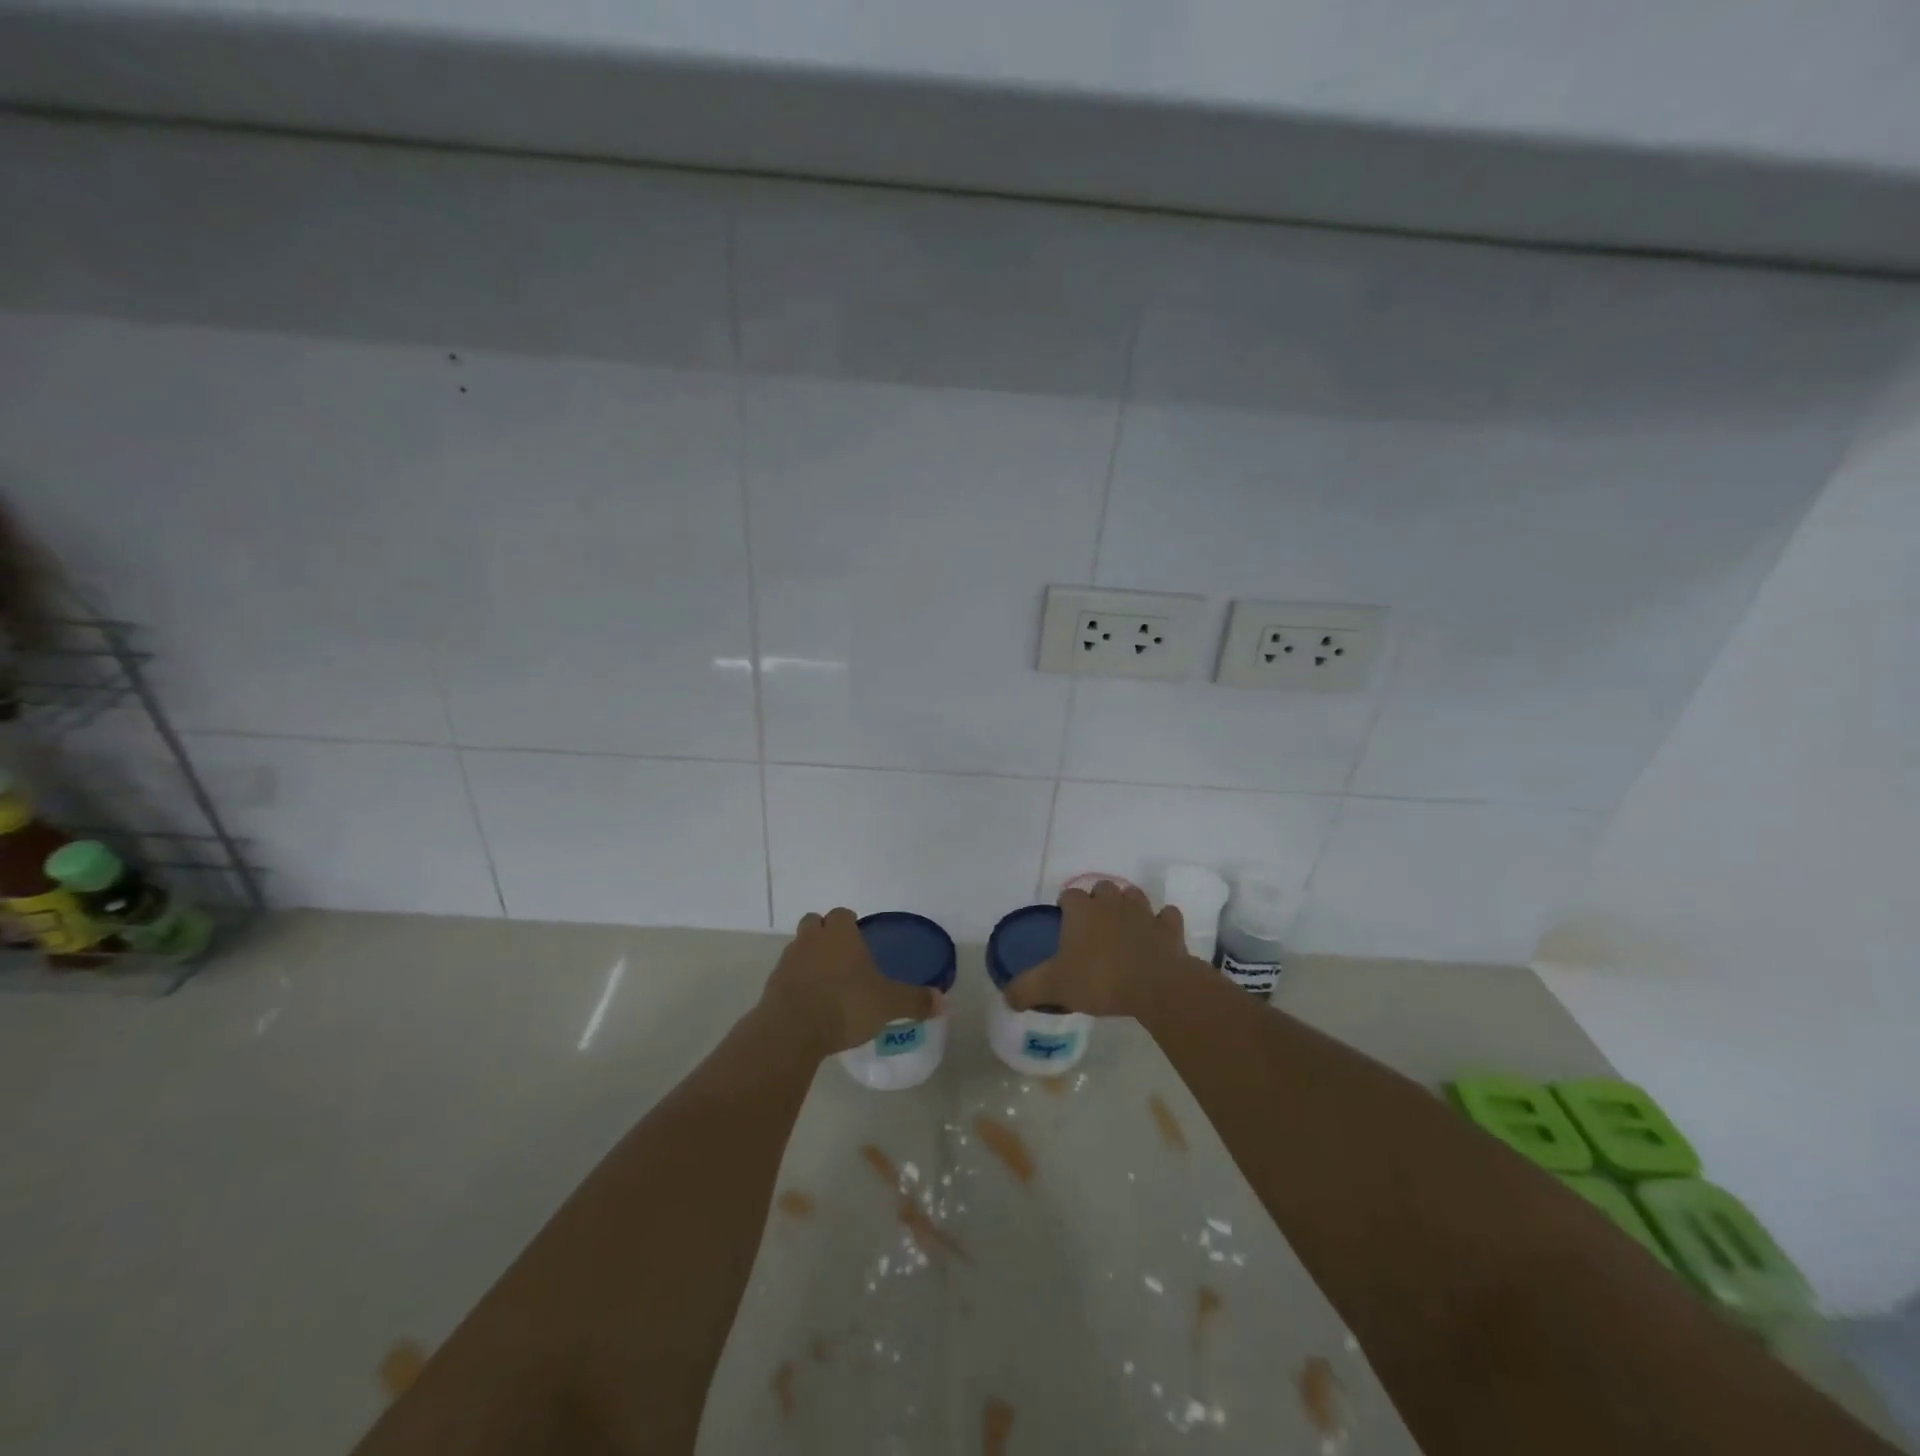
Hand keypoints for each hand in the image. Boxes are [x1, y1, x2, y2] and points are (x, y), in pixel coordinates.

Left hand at [759, 907, 940, 1056]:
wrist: (791, 1030)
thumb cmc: (844, 1004)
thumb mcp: (888, 1004)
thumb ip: (915, 1000)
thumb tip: (945, 1001)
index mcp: (839, 933)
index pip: (842, 914)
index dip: (849, 923)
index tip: (858, 937)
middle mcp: (811, 939)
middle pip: (814, 923)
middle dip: (825, 934)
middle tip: (842, 956)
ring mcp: (788, 961)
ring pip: (799, 948)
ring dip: (810, 958)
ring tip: (827, 982)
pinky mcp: (772, 986)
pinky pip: (787, 976)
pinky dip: (797, 983)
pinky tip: (810, 1003)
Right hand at [1004, 881, 1192, 1017]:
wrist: (1155, 986)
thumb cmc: (1099, 979)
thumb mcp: (1054, 987)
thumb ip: (1027, 989)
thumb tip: (1007, 997)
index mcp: (1082, 909)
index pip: (1069, 895)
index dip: (1065, 908)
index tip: (1064, 925)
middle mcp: (1112, 902)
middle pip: (1102, 888)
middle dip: (1098, 901)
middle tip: (1093, 928)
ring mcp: (1143, 912)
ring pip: (1134, 895)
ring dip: (1128, 906)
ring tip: (1123, 927)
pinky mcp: (1169, 928)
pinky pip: (1167, 916)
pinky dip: (1162, 923)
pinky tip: (1157, 936)